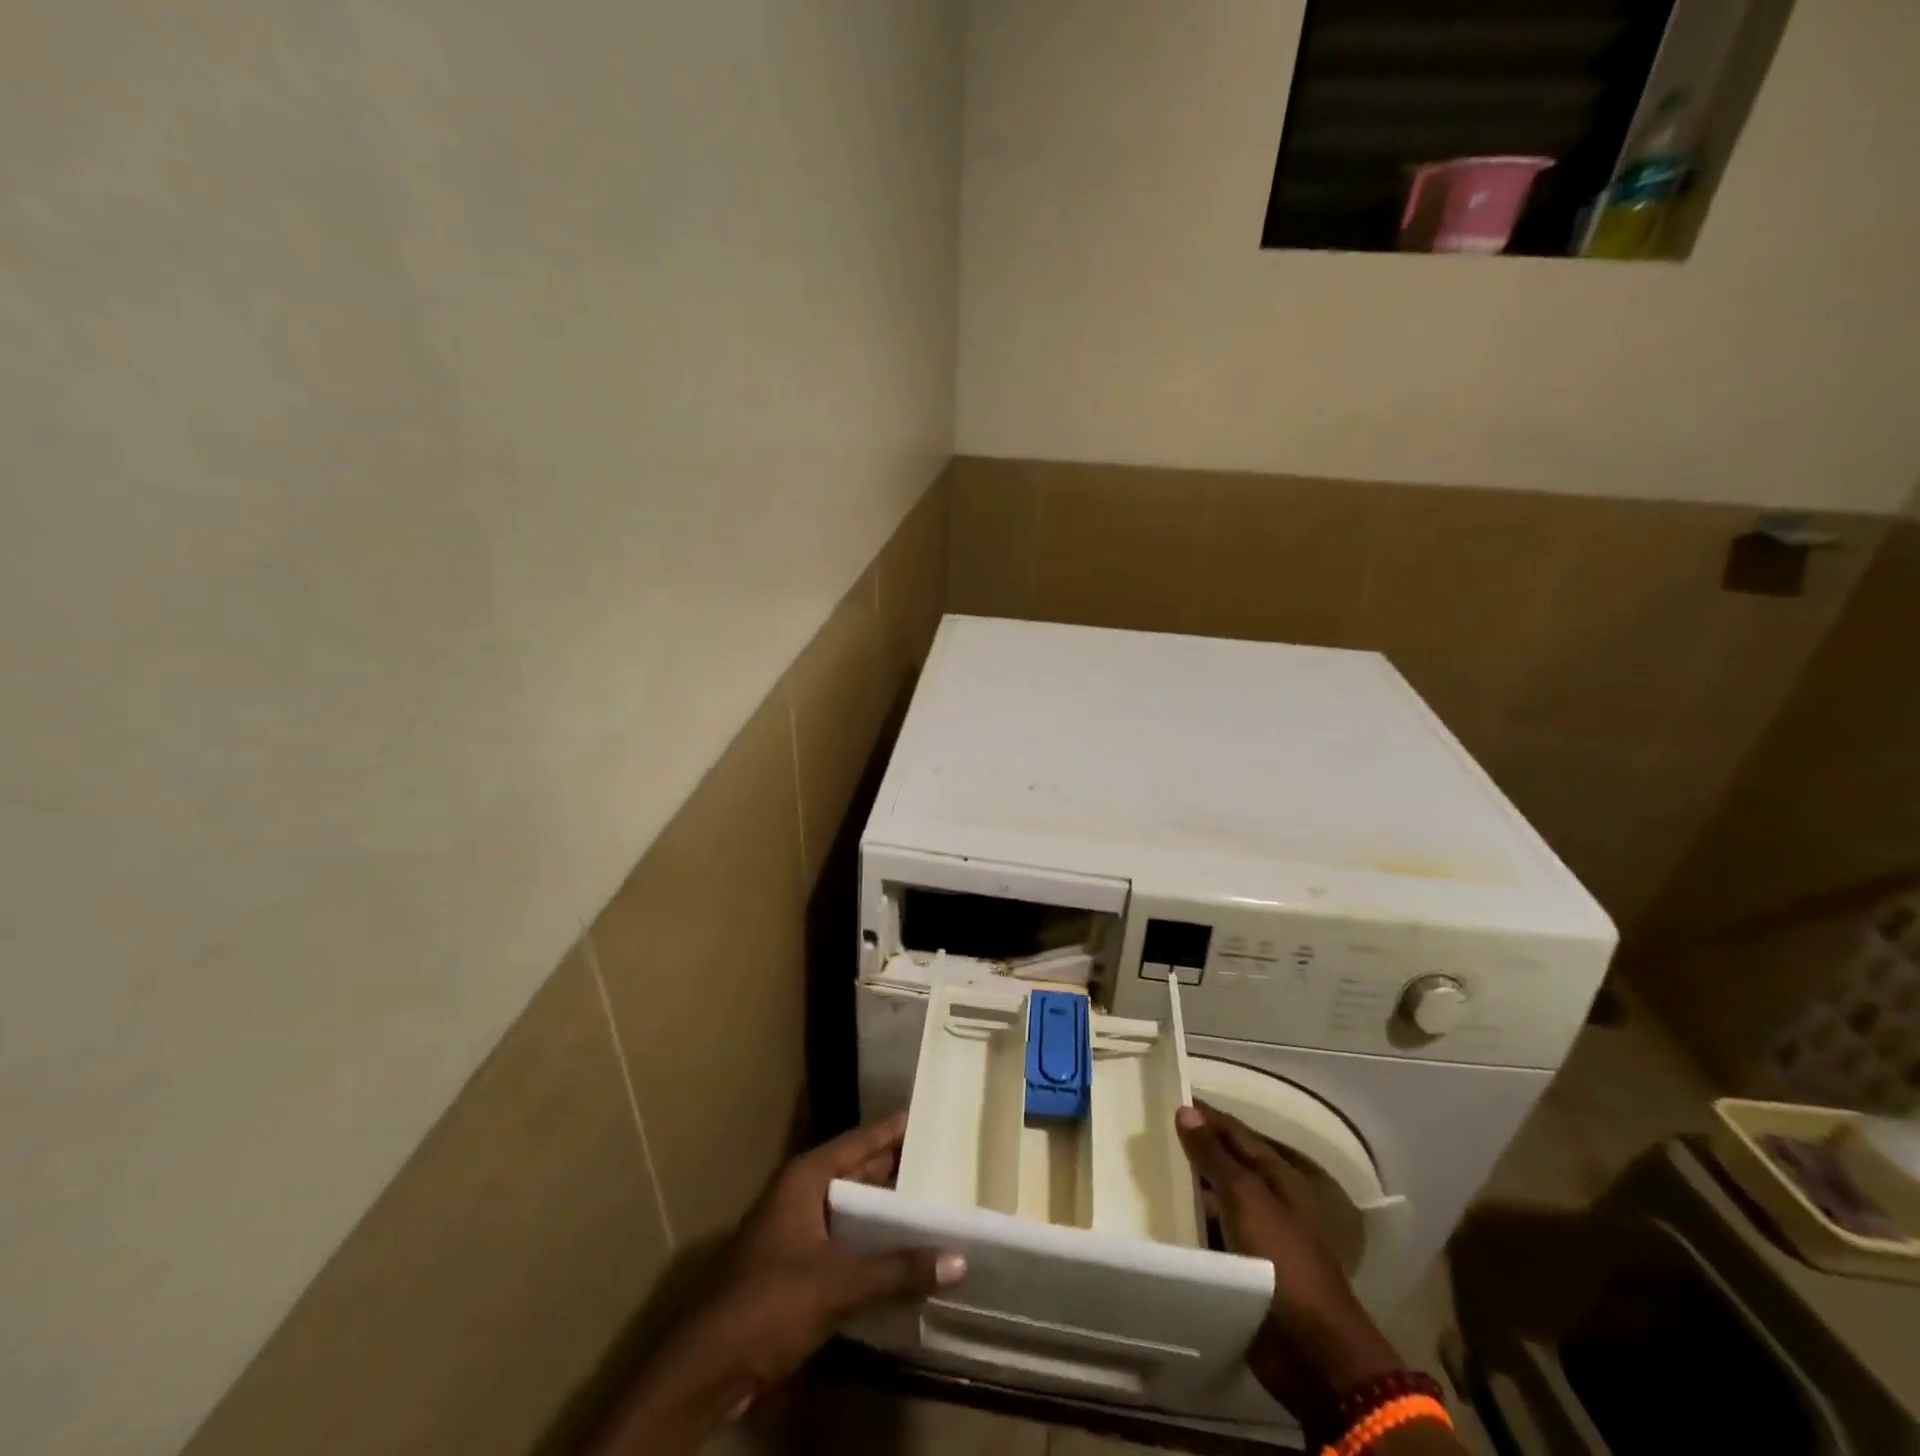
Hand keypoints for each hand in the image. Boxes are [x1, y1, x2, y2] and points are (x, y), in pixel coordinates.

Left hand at [594, 1113, 965, 1453]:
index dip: (891, 1130)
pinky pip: (844, 1242)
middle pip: (856, 1173)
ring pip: (851, 1210)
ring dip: (885, 1212)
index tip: (926, 1116)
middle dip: (895, 1170)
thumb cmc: (768, 1302)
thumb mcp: (837, 1283)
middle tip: (942, 1161)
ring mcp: (796, 1231)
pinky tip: (902, 1255)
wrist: (705, 1367)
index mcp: (805, 1178)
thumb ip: (896, 1271)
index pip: (857, 1142)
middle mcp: (800, 1195)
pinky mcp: (796, 1267)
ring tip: (932, 1204)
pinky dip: (871, 1244)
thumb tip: (958, 1259)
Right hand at [1175, 1102, 1400, 1421]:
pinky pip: (1211, 1236)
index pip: (1235, 1132)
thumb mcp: (1244, 1195)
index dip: (1205, 1115)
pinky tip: (1158, 1218)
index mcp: (1280, 1174)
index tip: (1168, 1097)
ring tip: (1143, 1171)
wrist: (1310, 1349)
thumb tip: (1186, 1110)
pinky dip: (1190, 1226)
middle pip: (1226, 1164)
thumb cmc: (1282, 1257)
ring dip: (1188, 1190)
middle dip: (1192, 1150)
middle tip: (1147, 1134)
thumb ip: (1213, 1154)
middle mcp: (1270, 1199)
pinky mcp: (1244, 1269)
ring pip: (1216, 1201)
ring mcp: (1258, 1236)